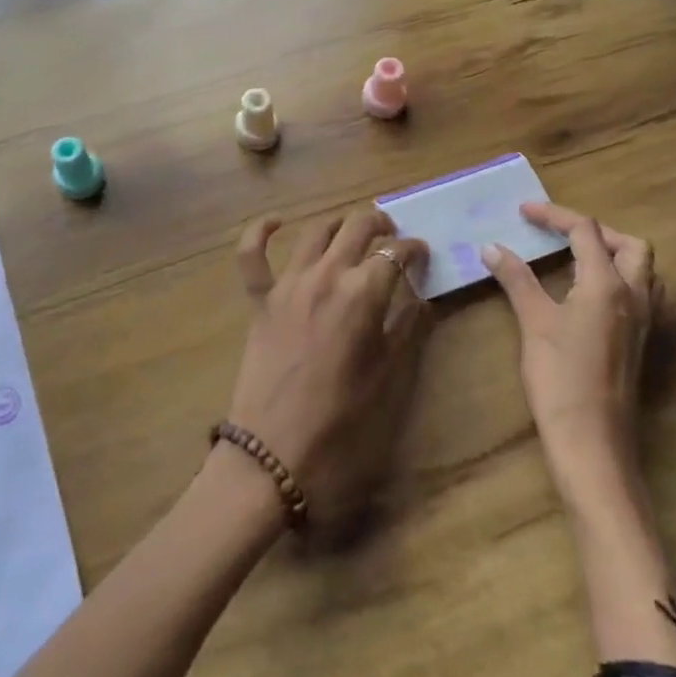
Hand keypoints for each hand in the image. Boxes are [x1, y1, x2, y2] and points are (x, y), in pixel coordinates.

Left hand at [227, 208, 429, 528]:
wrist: (275, 453)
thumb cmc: (342, 421)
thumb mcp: (389, 377)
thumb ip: (407, 329)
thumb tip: (421, 300)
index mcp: (363, 293)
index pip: (396, 253)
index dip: (415, 250)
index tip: (423, 257)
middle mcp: (326, 275)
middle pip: (358, 227)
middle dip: (381, 225)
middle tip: (393, 237)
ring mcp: (288, 284)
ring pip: (316, 231)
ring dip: (339, 224)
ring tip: (354, 232)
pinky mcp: (260, 300)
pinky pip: (251, 255)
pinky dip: (261, 232)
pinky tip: (276, 222)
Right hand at [482, 203, 659, 504]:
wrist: (592, 441)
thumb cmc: (560, 377)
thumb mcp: (534, 322)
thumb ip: (516, 279)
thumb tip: (492, 247)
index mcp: (608, 283)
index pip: (586, 231)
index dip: (555, 215)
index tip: (524, 212)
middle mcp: (635, 295)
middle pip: (629, 244)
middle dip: (595, 231)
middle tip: (560, 234)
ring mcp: (643, 321)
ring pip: (641, 269)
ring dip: (613, 253)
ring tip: (576, 257)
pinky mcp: (640, 342)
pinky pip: (639, 293)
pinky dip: (617, 278)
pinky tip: (588, 295)